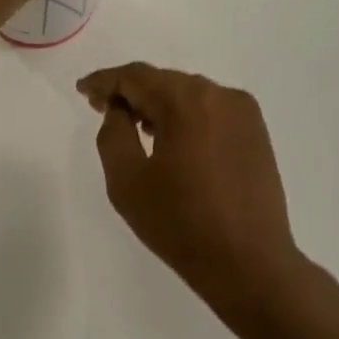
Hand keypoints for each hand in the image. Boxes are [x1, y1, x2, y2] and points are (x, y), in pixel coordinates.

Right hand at [79, 63, 307, 338]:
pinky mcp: (256, 134)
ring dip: (158, 104)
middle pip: (164, 81)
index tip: (82, 90)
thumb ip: (113, 134)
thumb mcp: (127, 181)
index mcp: (187, 102)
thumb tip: (118, 111)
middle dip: (131, 92)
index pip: (136, 77)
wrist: (247, 262)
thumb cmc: (179, 222)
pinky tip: (170, 140)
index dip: (104, 82)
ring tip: (134, 126)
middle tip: (102, 108)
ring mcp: (244, 114)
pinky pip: (210, 112)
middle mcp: (220, 95)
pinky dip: (185, 117)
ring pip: (189, 95)